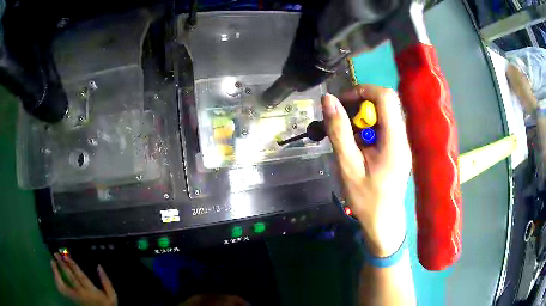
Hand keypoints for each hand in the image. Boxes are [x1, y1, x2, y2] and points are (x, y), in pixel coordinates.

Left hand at [51, 253, 116, 305]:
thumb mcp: (112, 296)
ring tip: (52, 262)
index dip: (72, 265)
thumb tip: (99, 266)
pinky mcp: (72, 299)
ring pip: (63, 286)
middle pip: (70, 278)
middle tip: (56, 254)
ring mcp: (75, 298)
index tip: (66, 255)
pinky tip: (55, 273)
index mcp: (91, 292)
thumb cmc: (107, 305)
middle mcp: (81, 294)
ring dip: (56, 273)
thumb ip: (106, 282)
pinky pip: (62, 290)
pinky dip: (57, 281)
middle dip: (62, 265)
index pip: (80, 276)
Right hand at [322, 85, 410, 256]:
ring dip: (359, 118)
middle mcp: (401, 136)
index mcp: (394, 140)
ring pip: (381, 114)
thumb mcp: (348, 165)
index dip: (362, 91)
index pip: (386, 97)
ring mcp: (400, 142)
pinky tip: (354, 145)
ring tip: (344, 136)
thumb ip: (339, 131)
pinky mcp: (396, 149)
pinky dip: (365, 129)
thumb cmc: (366, 199)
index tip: (341, 103)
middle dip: (358, 106)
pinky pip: (381, 127)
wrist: (383, 221)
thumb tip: (328, 99)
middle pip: (383, 103)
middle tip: (338, 121)